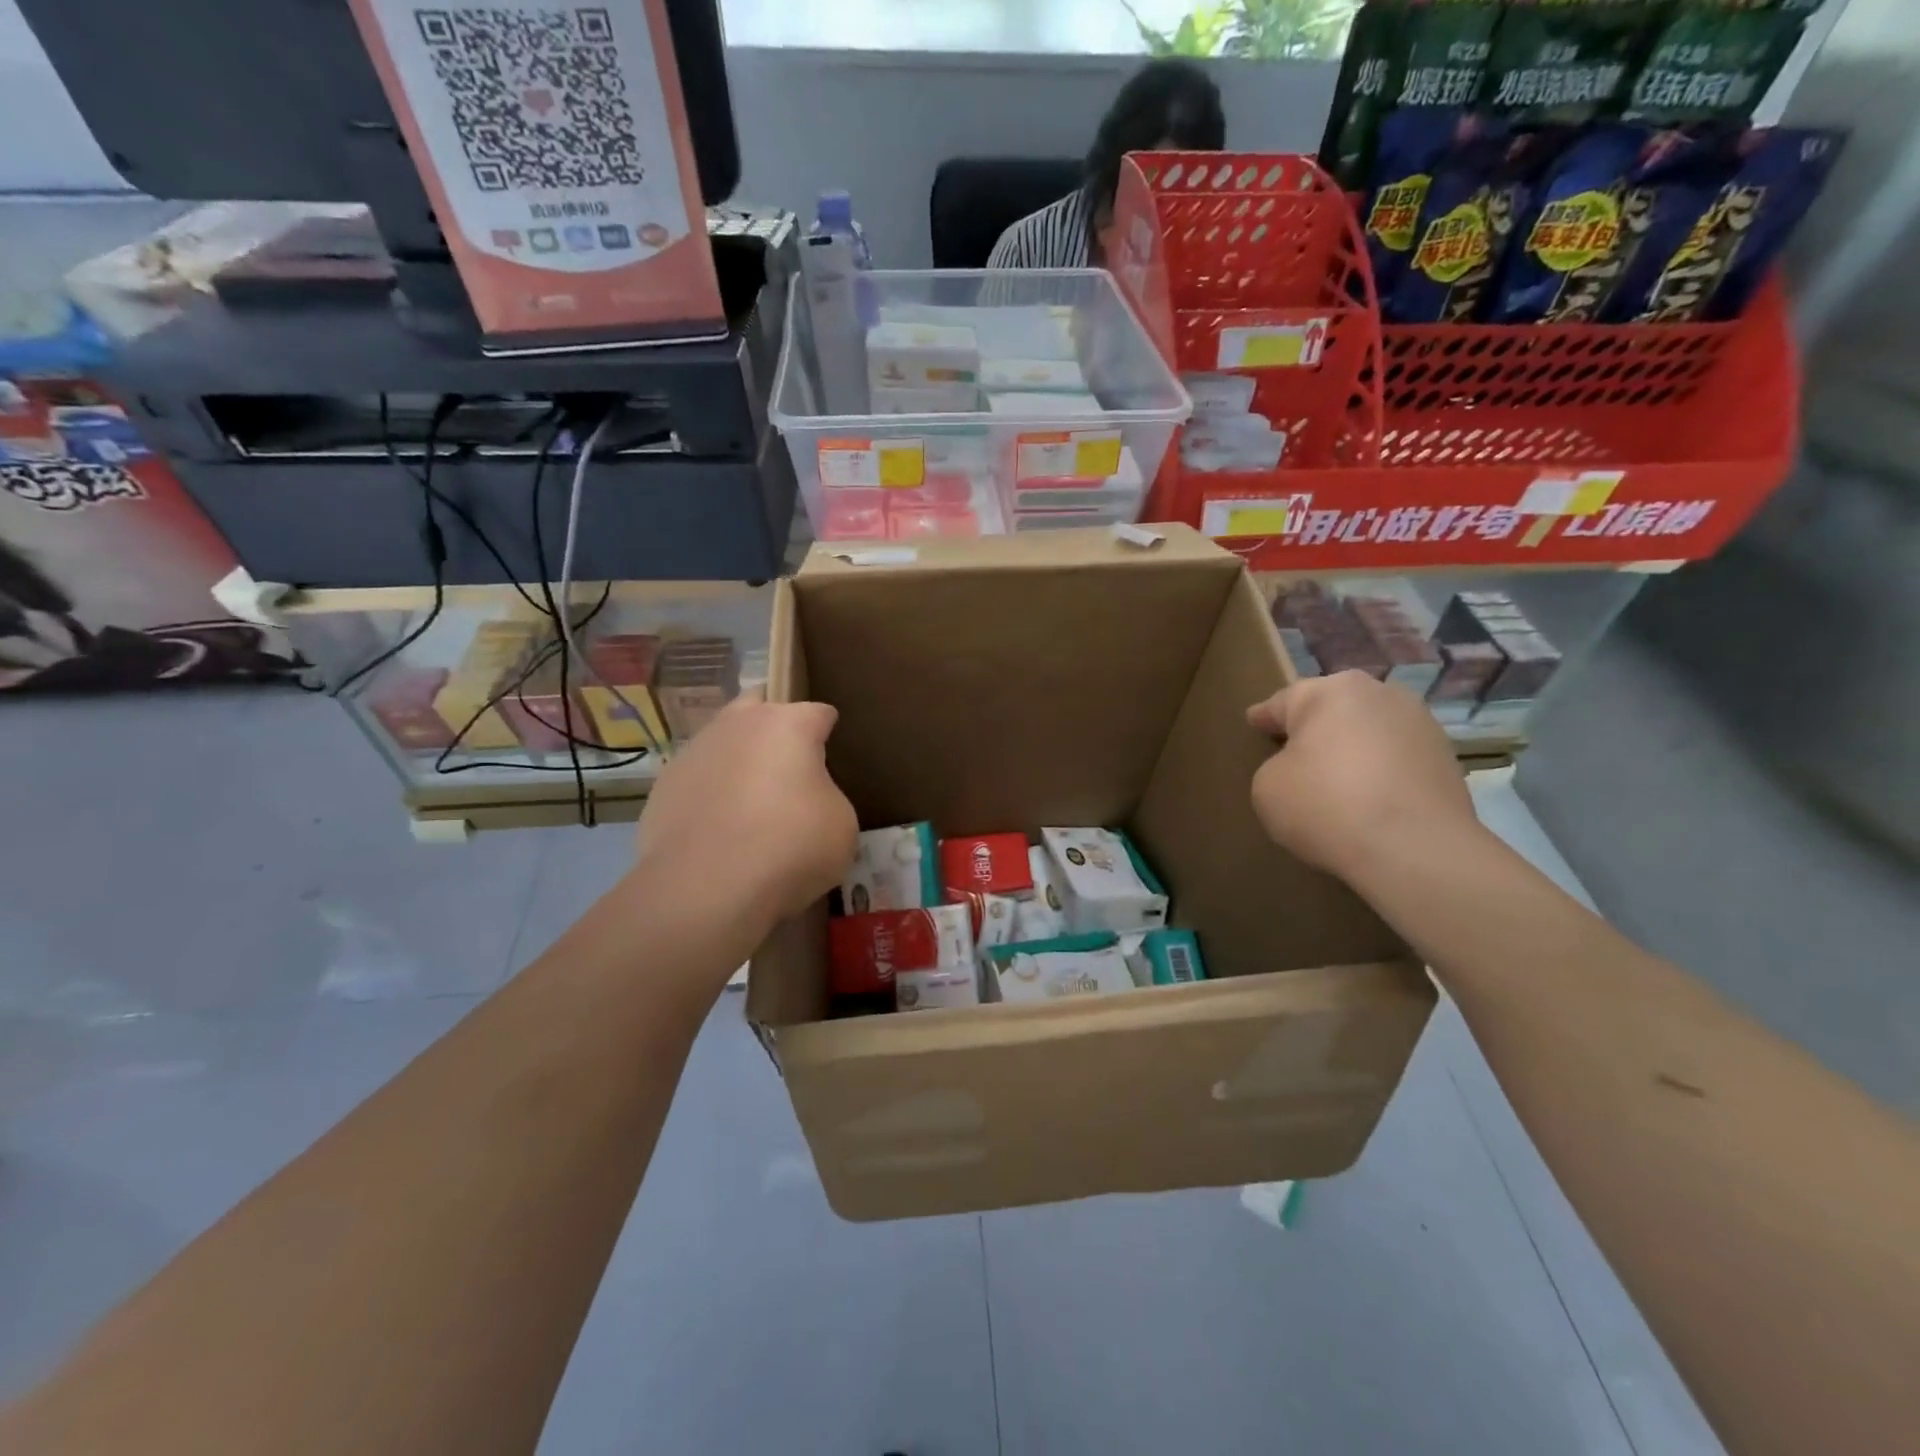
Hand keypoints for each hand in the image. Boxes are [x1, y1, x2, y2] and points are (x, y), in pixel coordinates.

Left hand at [634, 691, 857, 939]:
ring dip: (738, 761)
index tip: (833, 759)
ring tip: (750, 806)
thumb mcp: (841, 825)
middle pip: (759, 705)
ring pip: (723, 741)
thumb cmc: (790, 846)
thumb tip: (808, 801)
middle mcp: (737, 724)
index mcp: (788, 724)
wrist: (706, 887)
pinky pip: (697, 780)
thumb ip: (828, 797)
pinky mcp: (663, 787)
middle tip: (788, 768)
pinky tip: (719, 832)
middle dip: (774, 726)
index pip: (818, 712)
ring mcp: (694, 753)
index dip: (829, 733)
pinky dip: (710, 796)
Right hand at [1246, 672, 1479, 883]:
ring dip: (1352, 750)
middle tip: (1294, 758)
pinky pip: (1397, 759)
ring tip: (1337, 785)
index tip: (1253, 725)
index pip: (1283, 702)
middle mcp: (1378, 693)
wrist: (1416, 850)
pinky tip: (1370, 801)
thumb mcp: (1266, 788)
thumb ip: (1275, 766)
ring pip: (1369, 732)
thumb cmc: (1327, 806)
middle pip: (1332, 711)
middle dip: (1314, 730)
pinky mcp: (1447, 757)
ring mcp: (1421, 723)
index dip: (1264, 718)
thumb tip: (1302, 768)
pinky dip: (1381, 773)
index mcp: (1329, 692)